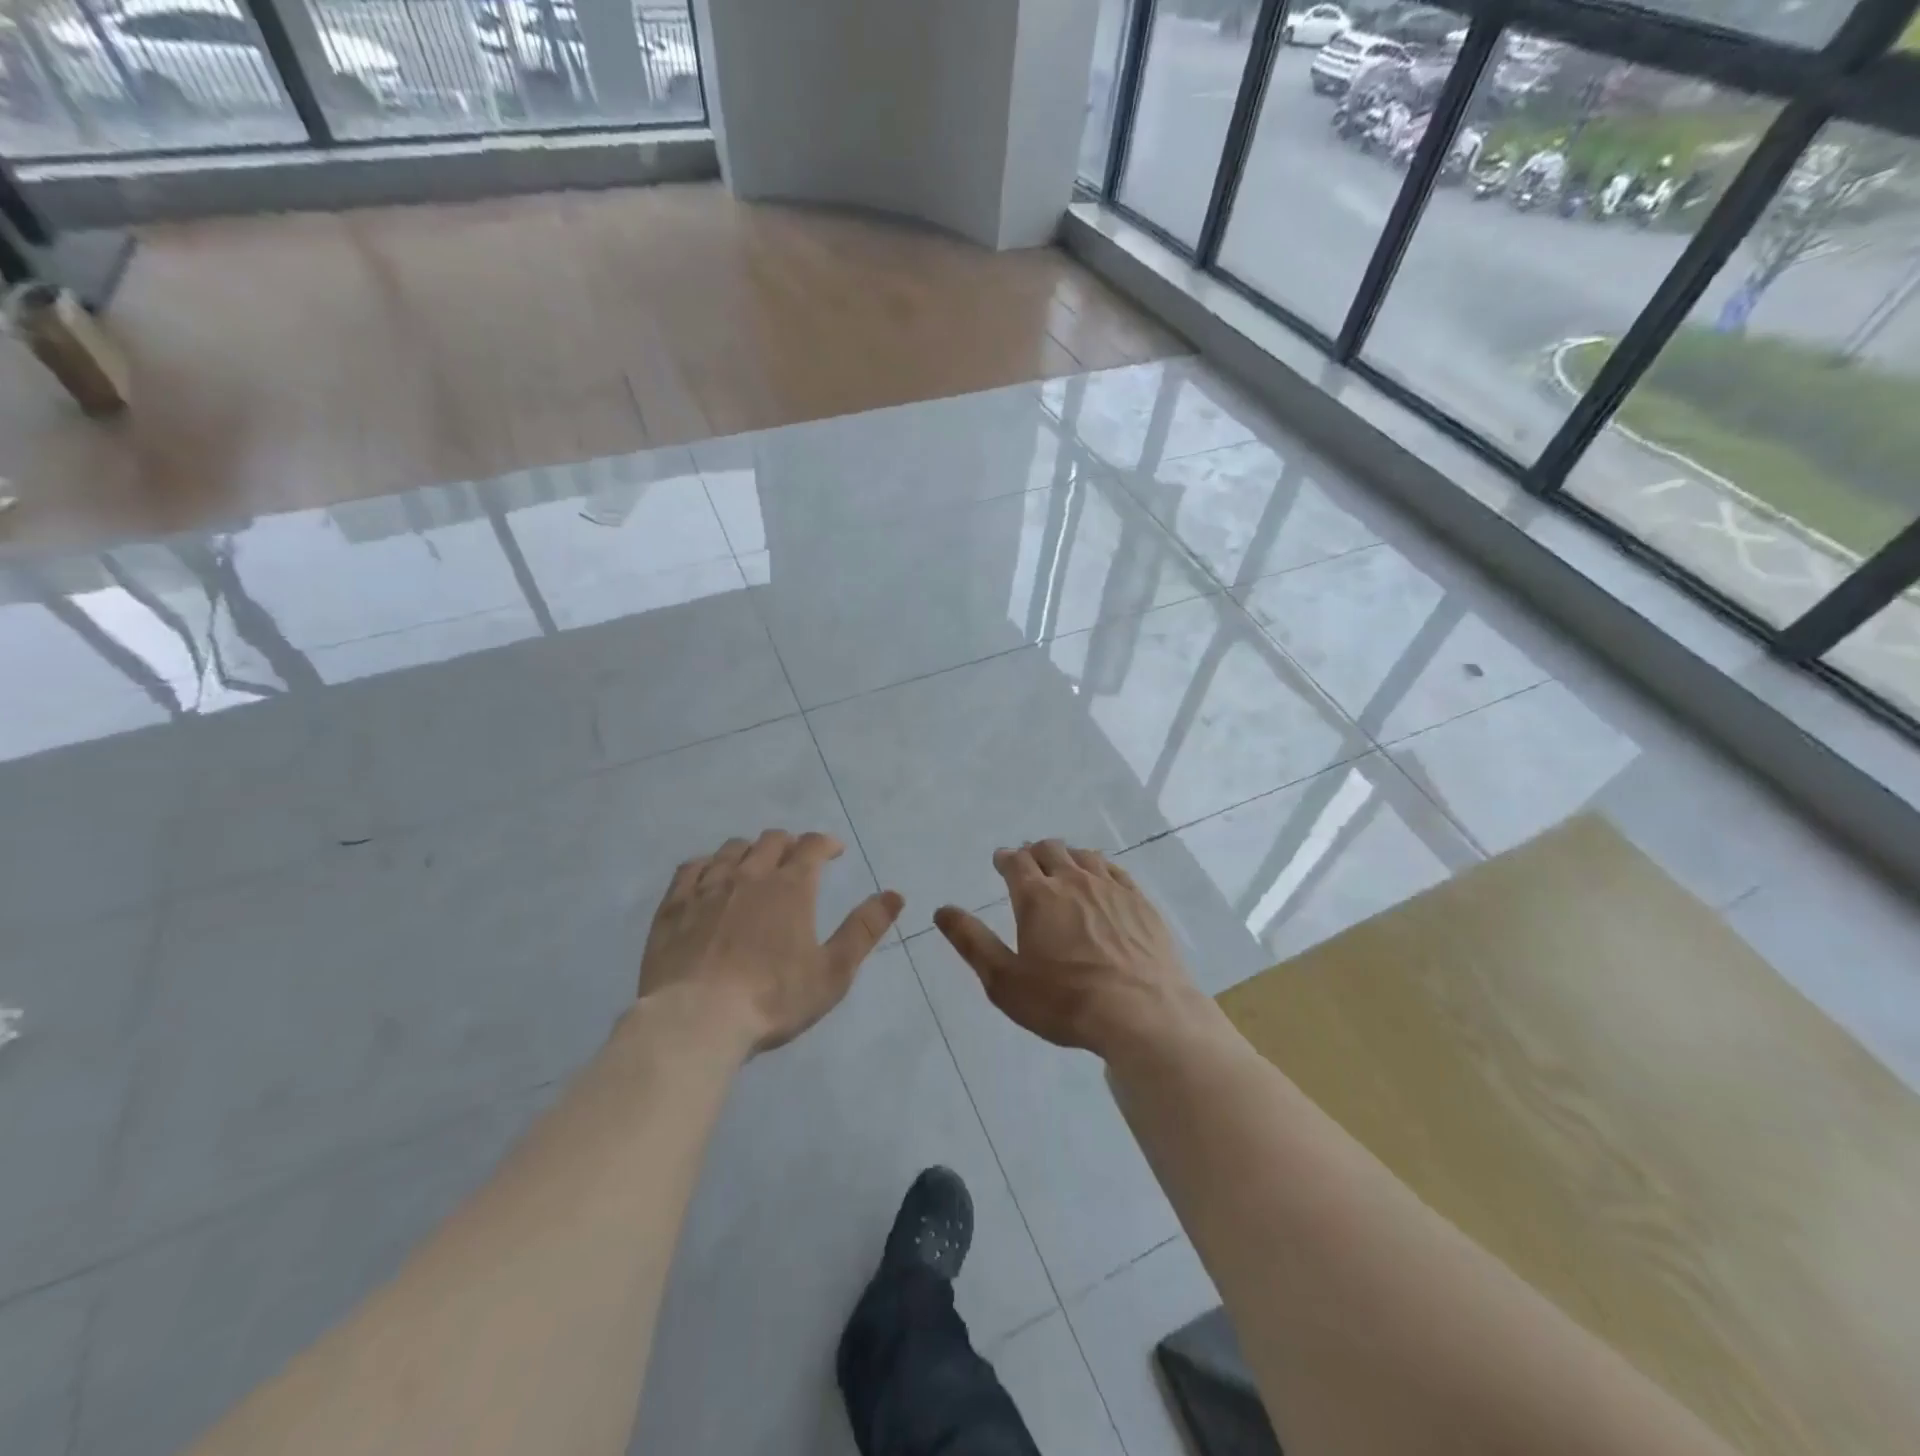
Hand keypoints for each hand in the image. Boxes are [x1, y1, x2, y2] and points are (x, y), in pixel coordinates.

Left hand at [639, 830, 903, 1053]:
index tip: (834, 851)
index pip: (812, 846)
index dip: (826, 843)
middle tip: (796, 861)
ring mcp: (708, 887)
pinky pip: (691, 868)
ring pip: (732, 849)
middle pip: (771, 840)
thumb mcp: (833, 971)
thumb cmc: (773, 998)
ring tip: (755, 867)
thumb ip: (864, 929)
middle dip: (790, 844)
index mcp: (791, 887)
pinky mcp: (674, 906)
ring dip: (750, 851)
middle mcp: (750, 875)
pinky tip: (710, 876)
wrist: (696, 1021)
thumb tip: (895, 894)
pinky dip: (708, 864)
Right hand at [933, 840, 1202, 1058]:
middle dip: (1034, 852)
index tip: (1001, 860)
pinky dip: (1100, 867)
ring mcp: (1111, 888)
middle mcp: (1073, 881)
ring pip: (1084, 856)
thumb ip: (972, 942)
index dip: (1006, 858)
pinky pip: (1116, 870)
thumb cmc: (1066, 1001)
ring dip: (1068, 856)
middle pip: (1051, 850)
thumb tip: (942, 910)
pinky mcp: (1141, 902)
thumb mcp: (1005, 981)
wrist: (1144, 1013)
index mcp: (1037, 897)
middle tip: (1029, 862)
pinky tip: (1101, 879)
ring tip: (1063, 866)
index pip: (1016, 862)